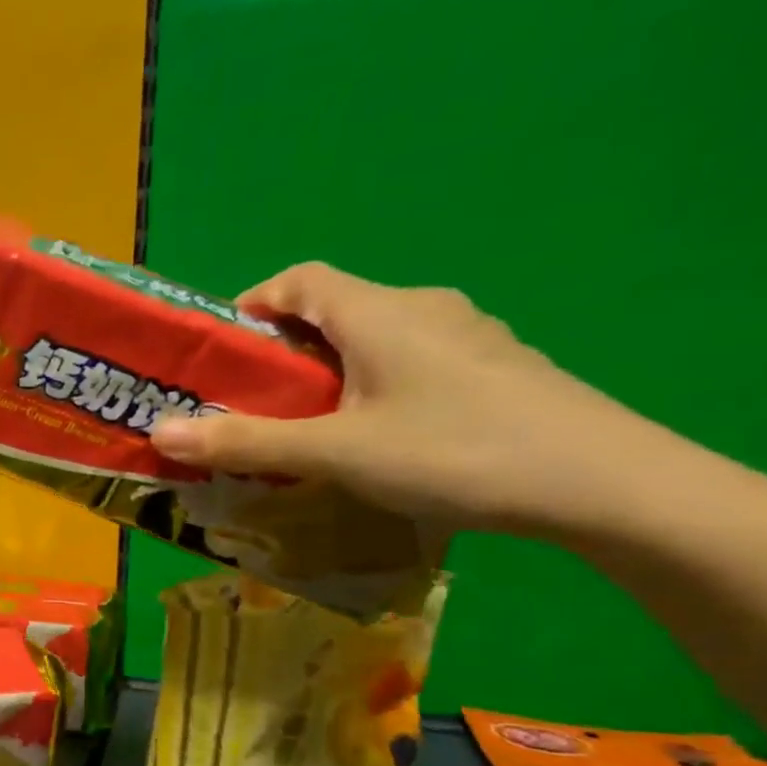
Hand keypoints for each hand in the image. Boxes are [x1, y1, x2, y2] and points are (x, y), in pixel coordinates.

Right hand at [148, 262, 670, 537]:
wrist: (607, 485)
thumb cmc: (454, 452)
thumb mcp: (335, 453)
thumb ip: (245, 443)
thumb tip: (159, 432)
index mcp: (379, 312)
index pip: (299, 280)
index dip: (252, 305)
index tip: (221, 352)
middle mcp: (423, 309)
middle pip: (334, 309)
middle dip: (282, 352)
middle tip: (252, 404)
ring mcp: (467, 337)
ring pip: (373, 339)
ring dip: (328, 373)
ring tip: (306, 427)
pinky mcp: (495, 369)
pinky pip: (411, 362)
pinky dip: (372, 386)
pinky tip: (376, 438)